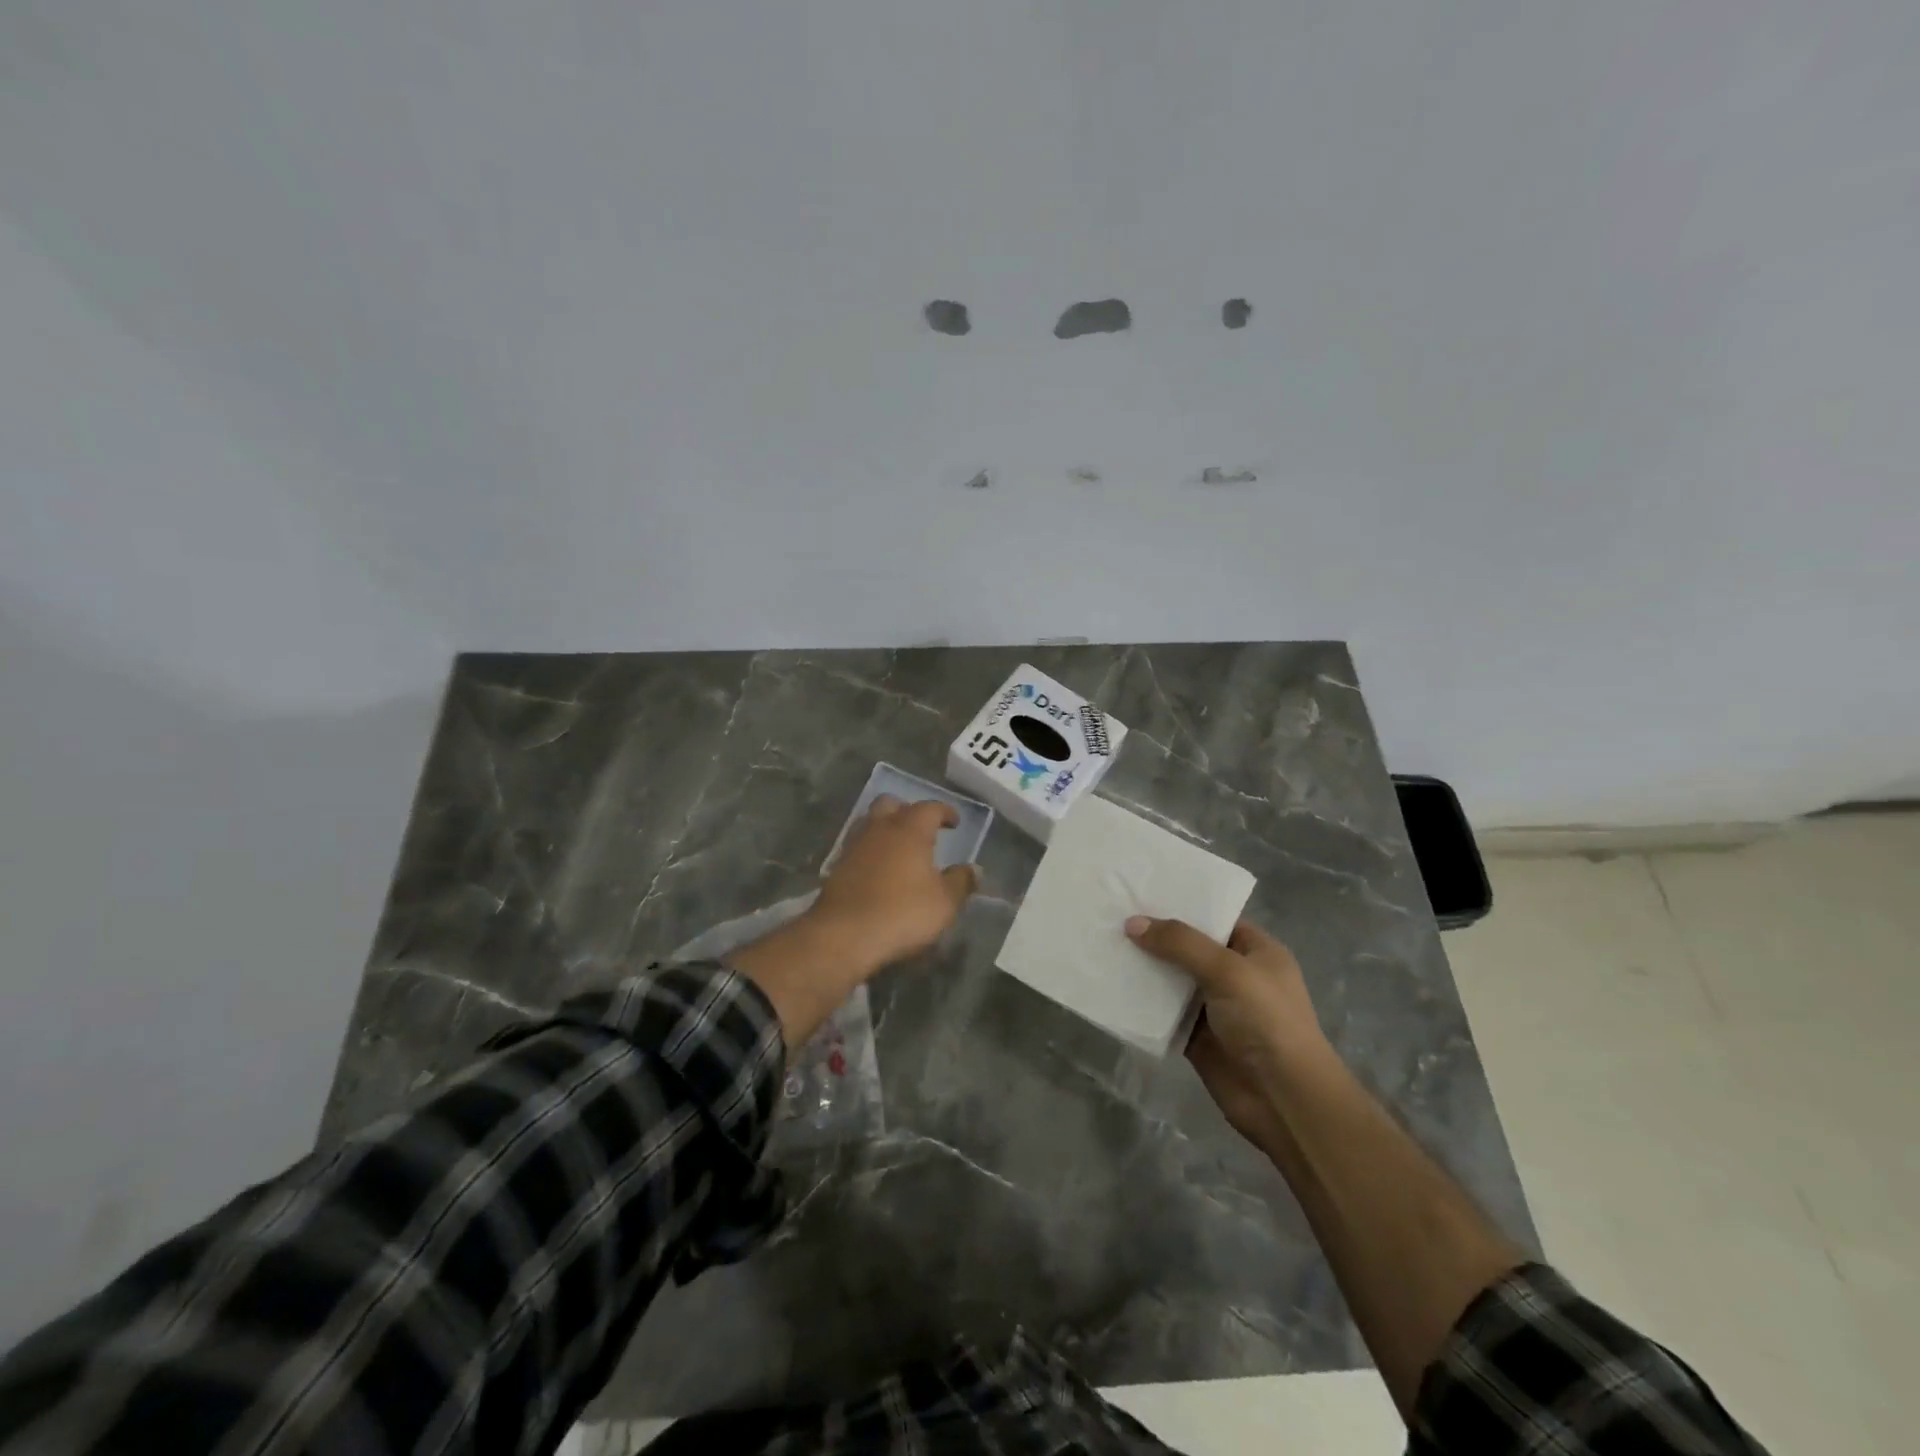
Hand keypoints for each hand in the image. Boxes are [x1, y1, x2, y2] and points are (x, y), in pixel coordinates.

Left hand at [812, 796, 977, 975]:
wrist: (845, 934)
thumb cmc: (903, 912)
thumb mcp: (944, 902)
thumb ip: (961, 882)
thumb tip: (974, 869)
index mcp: (910, 829)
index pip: (930, 807)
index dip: (945, 811)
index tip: (954, 822)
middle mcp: (880, 828)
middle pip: (891, 804)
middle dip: (907, 810)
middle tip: (921, 828)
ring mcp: (854, 845)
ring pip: (870, 822)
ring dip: (885, 828)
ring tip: (899, 848)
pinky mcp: (837, 866)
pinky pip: (857, 846)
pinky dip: (870, 850)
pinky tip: (878, 869)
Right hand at [1125, 916, 1333, 1151]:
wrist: (1284, 1099)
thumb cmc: (1267, 1021)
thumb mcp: (1228, 970)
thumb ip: (1180, 943)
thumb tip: (1132, 923)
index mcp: (1255, 951)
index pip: (1215, 917)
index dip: (1181, 904)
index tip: (1140, 891)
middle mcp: (1235, 975)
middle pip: (1188, 947)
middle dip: (1154, 935)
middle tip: (1111, 913)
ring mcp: (1214, 1008)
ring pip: (1171, 980)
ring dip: (1144, 968)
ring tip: (1103, 944)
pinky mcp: (1195, 1037)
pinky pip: (1163, 1013)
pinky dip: (1141, 1003)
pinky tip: (1110, 985)